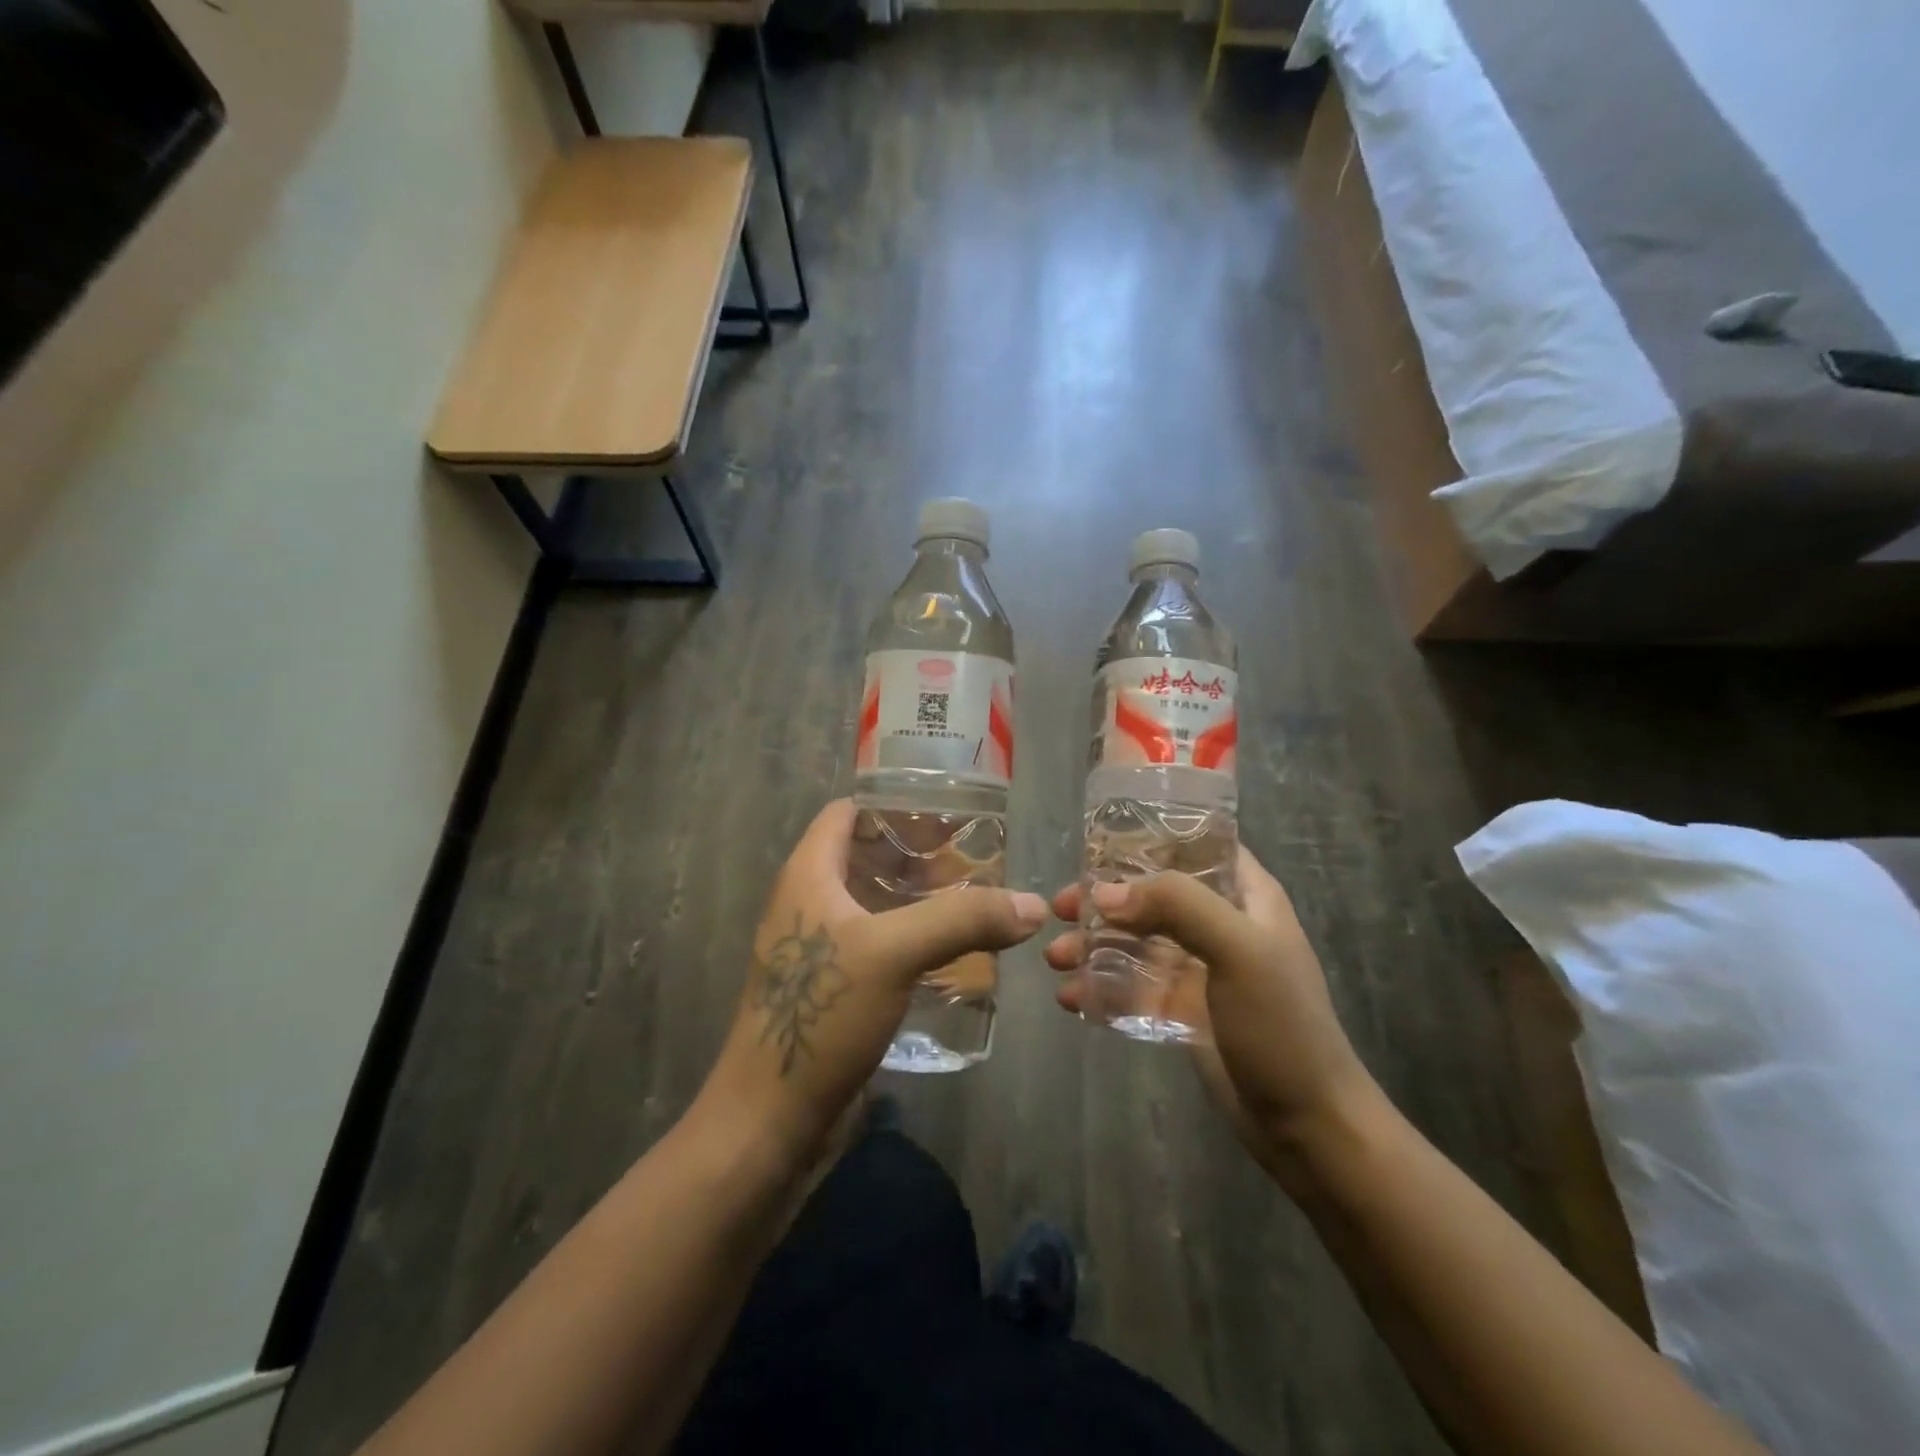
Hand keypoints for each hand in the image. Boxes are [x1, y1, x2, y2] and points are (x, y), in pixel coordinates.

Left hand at [698, 799, 1046, 1165]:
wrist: (771, 1120)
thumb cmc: (821, 1016)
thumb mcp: (894, 953)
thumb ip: (963, 919)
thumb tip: (1033, 905)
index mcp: (808, 875)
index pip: (847, 812)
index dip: (893, 804)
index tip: (947, 812)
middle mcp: (809, 902)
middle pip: (866, 856)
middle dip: (918, 854)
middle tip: (975, 860)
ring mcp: (819, 948)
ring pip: (874, 903)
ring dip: (919, 899)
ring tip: (975, 901)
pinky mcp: (832, 988)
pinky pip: (878, 945)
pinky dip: (913, 938)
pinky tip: (953, 954)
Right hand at [1043, 847, 1375, 1163]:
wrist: (1306, 1124)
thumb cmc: (1281, 1025)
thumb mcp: (1239, 950)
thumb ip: (1177, 907)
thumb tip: (1103, 895)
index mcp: (1245, 896)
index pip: (1197, 845)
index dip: (1150, 838)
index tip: (1096, 845)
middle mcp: (1219, 923)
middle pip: (1152, 894)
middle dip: (1103, 899)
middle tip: (1060, 908)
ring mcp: (1198, 967)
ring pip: (1134, 939)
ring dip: (1093, 945)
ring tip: (1055, 960)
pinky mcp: (1180, 1007)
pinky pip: (1132, 985)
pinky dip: (1100, 986)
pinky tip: (1071, 998)